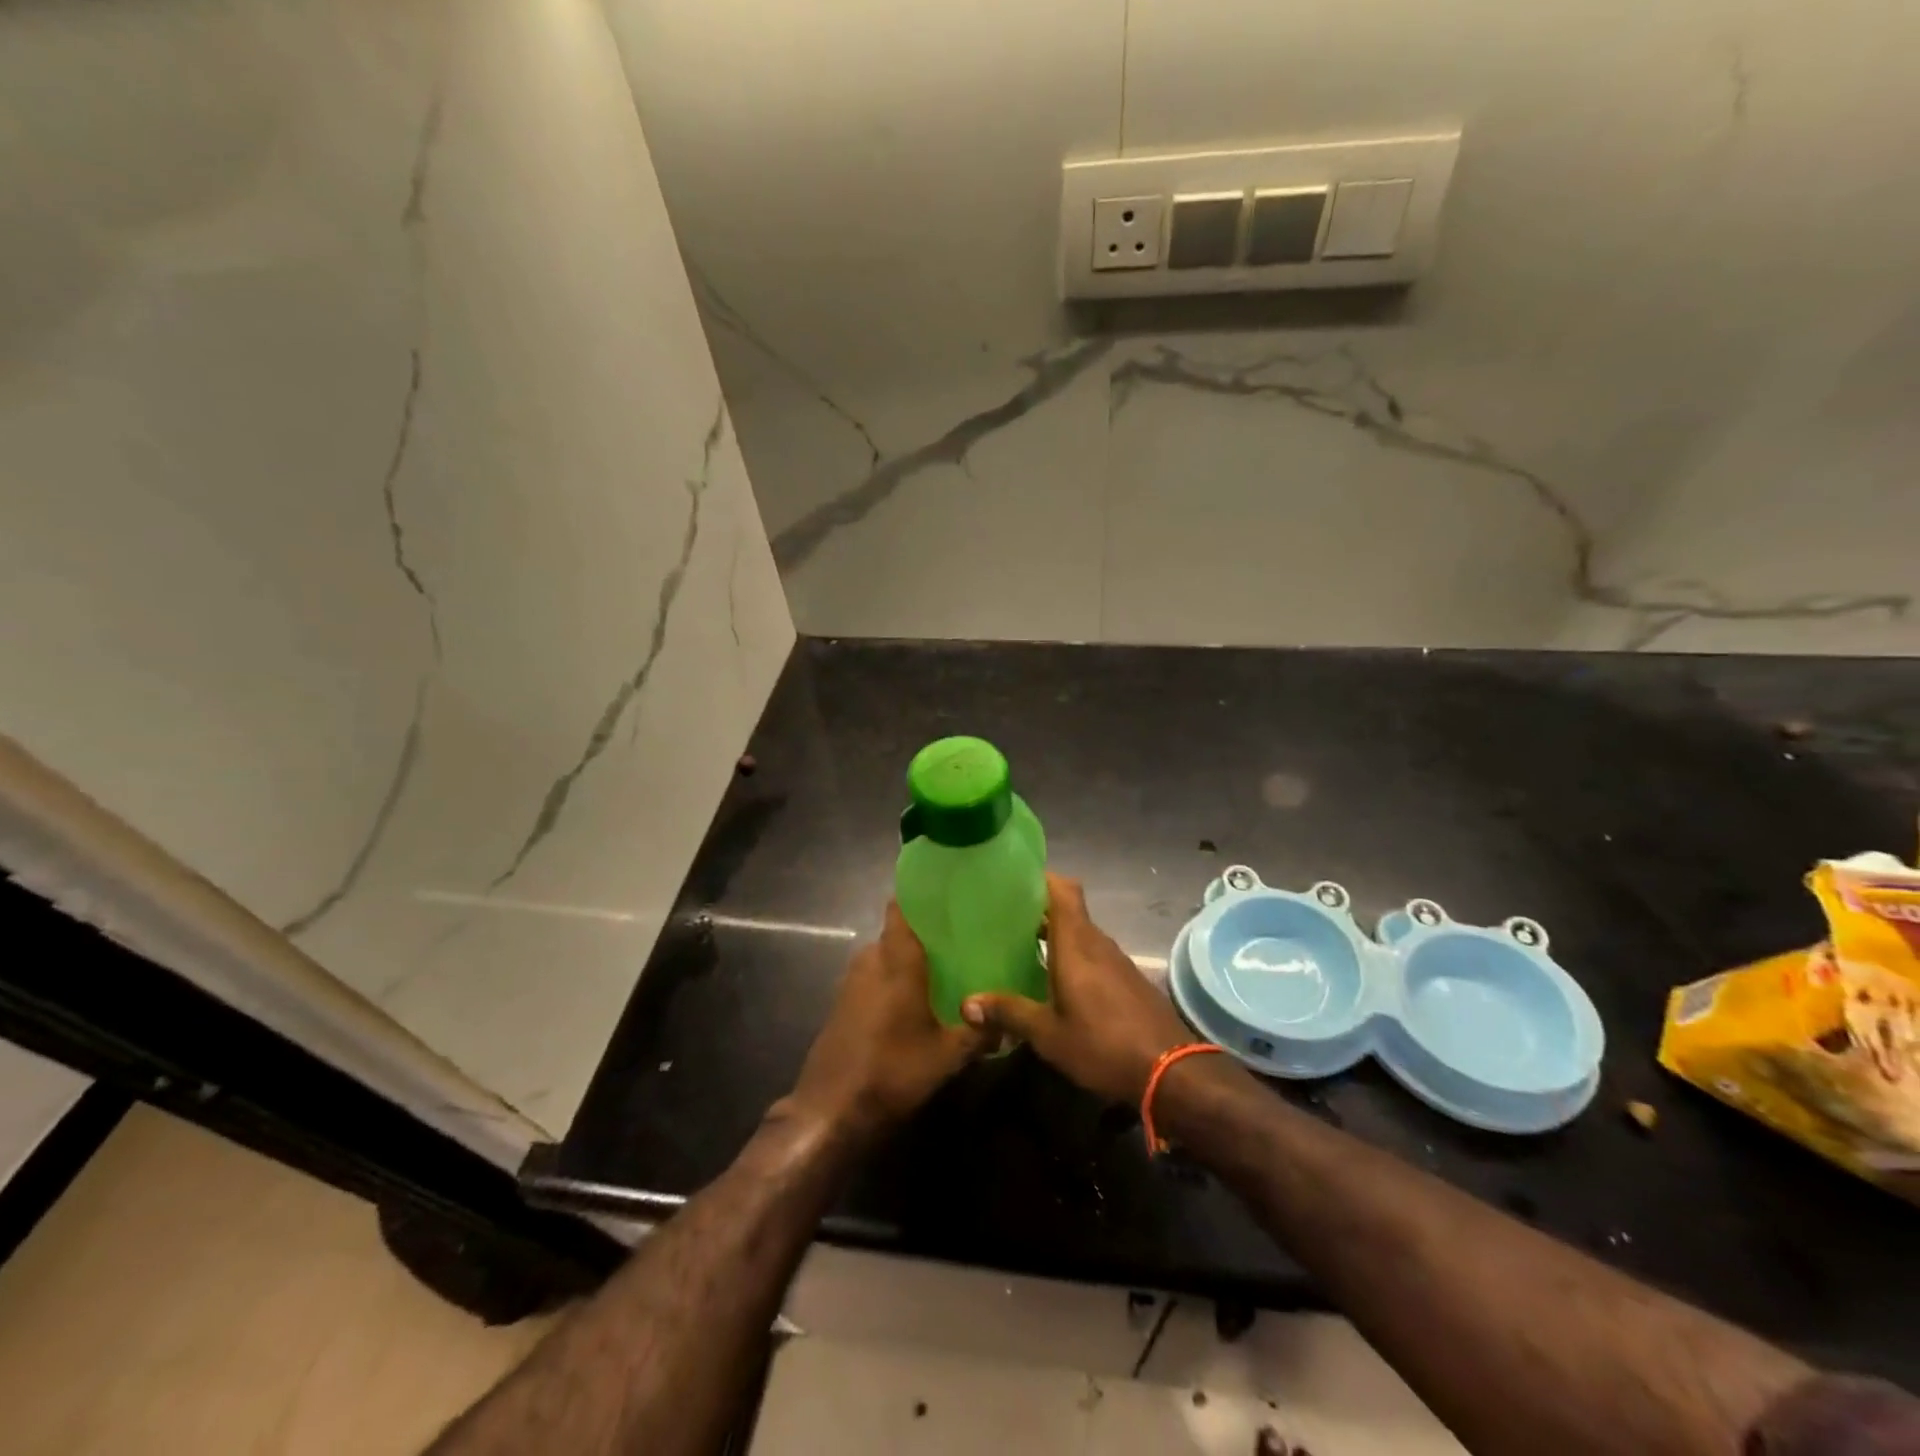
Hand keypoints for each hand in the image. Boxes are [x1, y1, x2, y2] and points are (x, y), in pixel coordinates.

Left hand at [779, 902, 989, 1141]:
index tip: (950, 893)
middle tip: (961, 935)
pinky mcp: (843, 1002)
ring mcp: (852, 981)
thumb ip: (979, 1033)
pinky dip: (893, 978)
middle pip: (898, 932)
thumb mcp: (947, 1056)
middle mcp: (871, 960)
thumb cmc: (892, 1070)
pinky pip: (874, 975)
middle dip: (925, 931)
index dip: (921, 895)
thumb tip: (1009, 1022)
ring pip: (885, 955)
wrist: (831, 1110)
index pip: (901, 907)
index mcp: (896, 960)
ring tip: (944, 965)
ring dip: (908, 958)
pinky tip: (915, 998)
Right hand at [961, 874, 1192, 1104]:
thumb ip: (1009, 1012)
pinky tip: (1053, 980)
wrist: (1171, 1071)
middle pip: (1068, 910)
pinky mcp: (1126, 980)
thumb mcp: (1048, 1034)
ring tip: (1020, 946)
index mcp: (1076, 944)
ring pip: (1080, 934)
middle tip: (1002, 918)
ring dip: (1054, 934)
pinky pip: (1093, 954)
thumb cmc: (1103, 1044)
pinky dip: (1071, 955)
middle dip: (1038, 909)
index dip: (1040, 877)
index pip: (1063, 889)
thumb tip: (966, 1003)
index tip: (1012, 880)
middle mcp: (1097, 943)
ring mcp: (1116, 961)